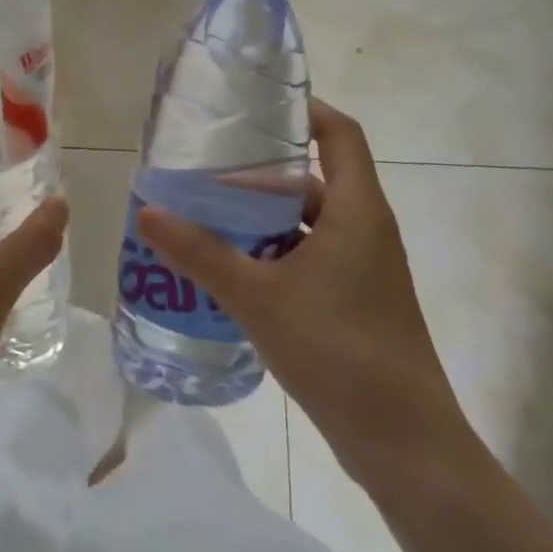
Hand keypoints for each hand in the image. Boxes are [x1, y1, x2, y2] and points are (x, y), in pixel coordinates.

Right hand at [137, 98, 473, 484]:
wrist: (406, 446)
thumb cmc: (339, 351)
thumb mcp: (258, 297)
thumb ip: (200, 254)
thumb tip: (146, 212)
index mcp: (357, 210)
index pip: (339, 133)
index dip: (303, 109)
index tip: (253, 105)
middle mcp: (365, 230)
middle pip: (313, 179)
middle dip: (259, 173)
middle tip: (204, 168)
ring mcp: (363, 269)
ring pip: (307, 223)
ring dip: (261, 219)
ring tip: (204, 216)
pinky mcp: (355, 302)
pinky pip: (308, 258)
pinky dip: (272, 254)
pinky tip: (230, 270)